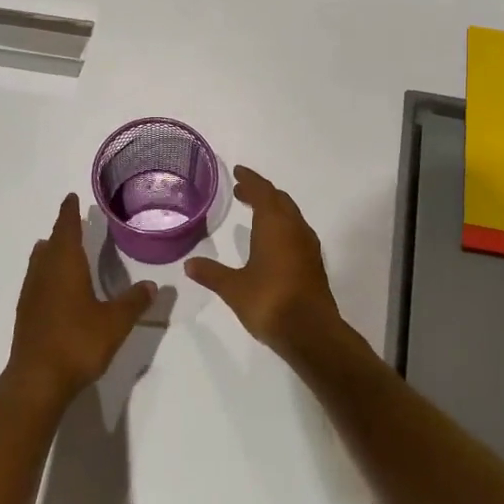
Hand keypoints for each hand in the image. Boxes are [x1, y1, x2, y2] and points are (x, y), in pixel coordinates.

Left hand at [6, 194, 154, 409]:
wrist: (36, 380)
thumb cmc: (77, 342)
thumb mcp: (115, 322)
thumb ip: (134, 302)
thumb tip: (153, 285)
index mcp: (66, 265)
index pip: (67, 229)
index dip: (69, 212)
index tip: (71, 197)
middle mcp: (45, 272)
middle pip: (52, 243)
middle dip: (62, 230)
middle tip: (73, 220)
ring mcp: (31, 293)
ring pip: (40, 261)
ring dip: (50, 251)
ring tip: (59, 246)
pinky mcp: (26, 313)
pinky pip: (36, 280)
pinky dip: (46, 272)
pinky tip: (53, 285)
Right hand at [186, 167, 346, 362]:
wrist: (311, 332)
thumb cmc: (269, 301)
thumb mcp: (233, 287)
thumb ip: (212, 273)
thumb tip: (189, 265)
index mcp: (275, 225)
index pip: (263, 191)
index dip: (250, 179)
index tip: (238, 171)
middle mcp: (294, 229)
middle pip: (279, 200)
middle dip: (261, 192)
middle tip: (241, 191)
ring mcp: (308, 246)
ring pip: (291, 216)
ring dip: (273, 209)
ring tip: (255, 211)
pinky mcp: (313, 264)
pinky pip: (296, 232)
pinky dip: (282, 226)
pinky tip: (271, 241)